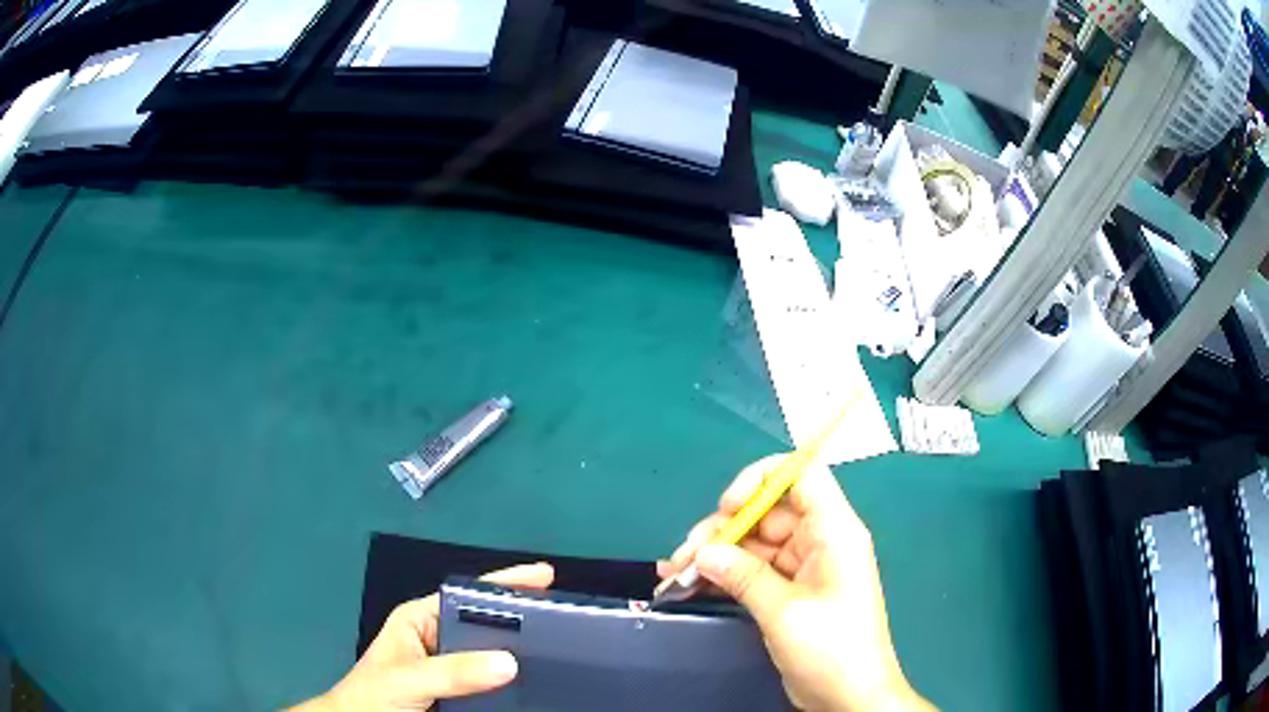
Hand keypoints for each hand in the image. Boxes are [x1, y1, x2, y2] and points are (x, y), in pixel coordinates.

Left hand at [291, 563, 554, 711]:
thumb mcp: (407, 678)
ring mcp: (452, 669)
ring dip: (522, 654)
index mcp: (421, 620)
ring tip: (563, 651)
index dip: (505, 584)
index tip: (545, 578)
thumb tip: (509, 662)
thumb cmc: (373, 696)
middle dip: (524, 619)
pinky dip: (515, 682)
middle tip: (568, 619)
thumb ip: (451, 671)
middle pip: (487, 623)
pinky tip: (538, 683)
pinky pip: (494, 684)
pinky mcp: (461, 695)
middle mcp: (440, 639)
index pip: (467, 594)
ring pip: (493, 655)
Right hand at [658, 456, 932, 711]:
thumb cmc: (831, 649)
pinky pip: (754, 570)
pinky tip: (690, 584)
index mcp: (834, 531)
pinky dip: (725, 575)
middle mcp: (820, 540)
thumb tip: (702, 553)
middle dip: (723, 529)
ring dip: (716, 554)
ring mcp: (804, 567)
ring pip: (755, 543)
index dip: (761, 479)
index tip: (727, 507)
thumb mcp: (784, 611)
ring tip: (675, 573)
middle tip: (683, 556)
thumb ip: (743, 576)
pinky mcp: (791, 591)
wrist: (850, 697)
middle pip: (767, 512)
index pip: (802, 475)